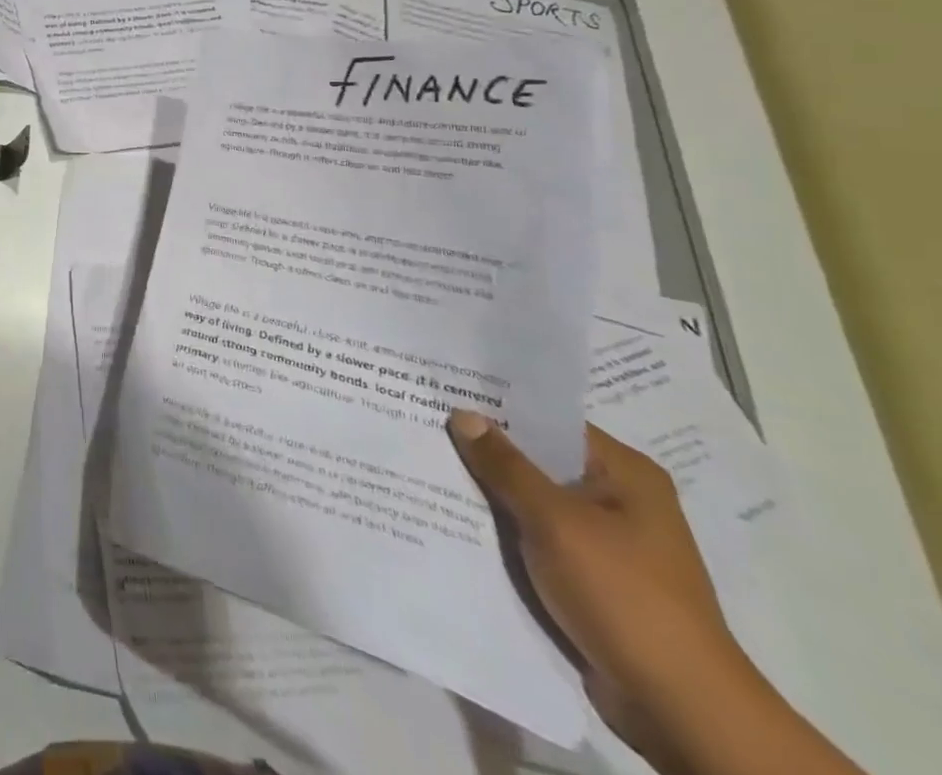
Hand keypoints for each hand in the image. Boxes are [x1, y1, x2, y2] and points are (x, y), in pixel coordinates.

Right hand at [448, 412, 756, 762]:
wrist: (678, 708)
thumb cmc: (622, 595)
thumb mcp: (554, 521)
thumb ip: (505, 465)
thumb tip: (463, 413)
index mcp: (625, 473)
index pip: (549, 422)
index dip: (497, 407)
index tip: (444, 393)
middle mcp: (619, 499)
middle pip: (539, 461)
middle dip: (486, 451)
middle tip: (424, 425)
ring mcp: (606, 542)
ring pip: (533, 501)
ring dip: (491, 493)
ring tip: (428, 465)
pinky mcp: (590, 578)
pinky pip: (536, 537)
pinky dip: (503, 529)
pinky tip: (456, 517)